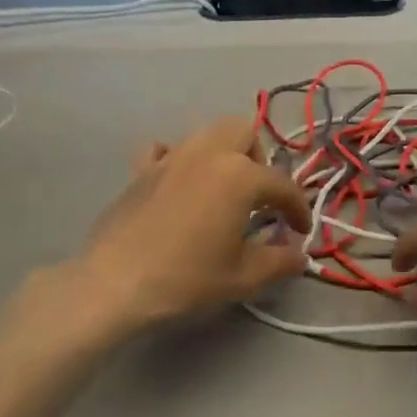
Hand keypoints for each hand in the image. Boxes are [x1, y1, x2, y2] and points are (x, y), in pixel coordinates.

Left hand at [66, 117, 310, 341]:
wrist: (116, 283)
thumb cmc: (187, 278)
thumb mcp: (243, 277)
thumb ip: (279, 261)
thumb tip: (299, 255)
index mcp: (240, 175)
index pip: (282, 185)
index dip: (298, 209)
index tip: (300, 232)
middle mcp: (208, 153)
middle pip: (244, 132)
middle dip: (258, 159)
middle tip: (258, 197)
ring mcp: (171, 157)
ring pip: (207, 133)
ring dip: (223, 153)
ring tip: (222, 189)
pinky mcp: (142, 169)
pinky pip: (165, 149)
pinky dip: (177, 159)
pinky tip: (178, 183)